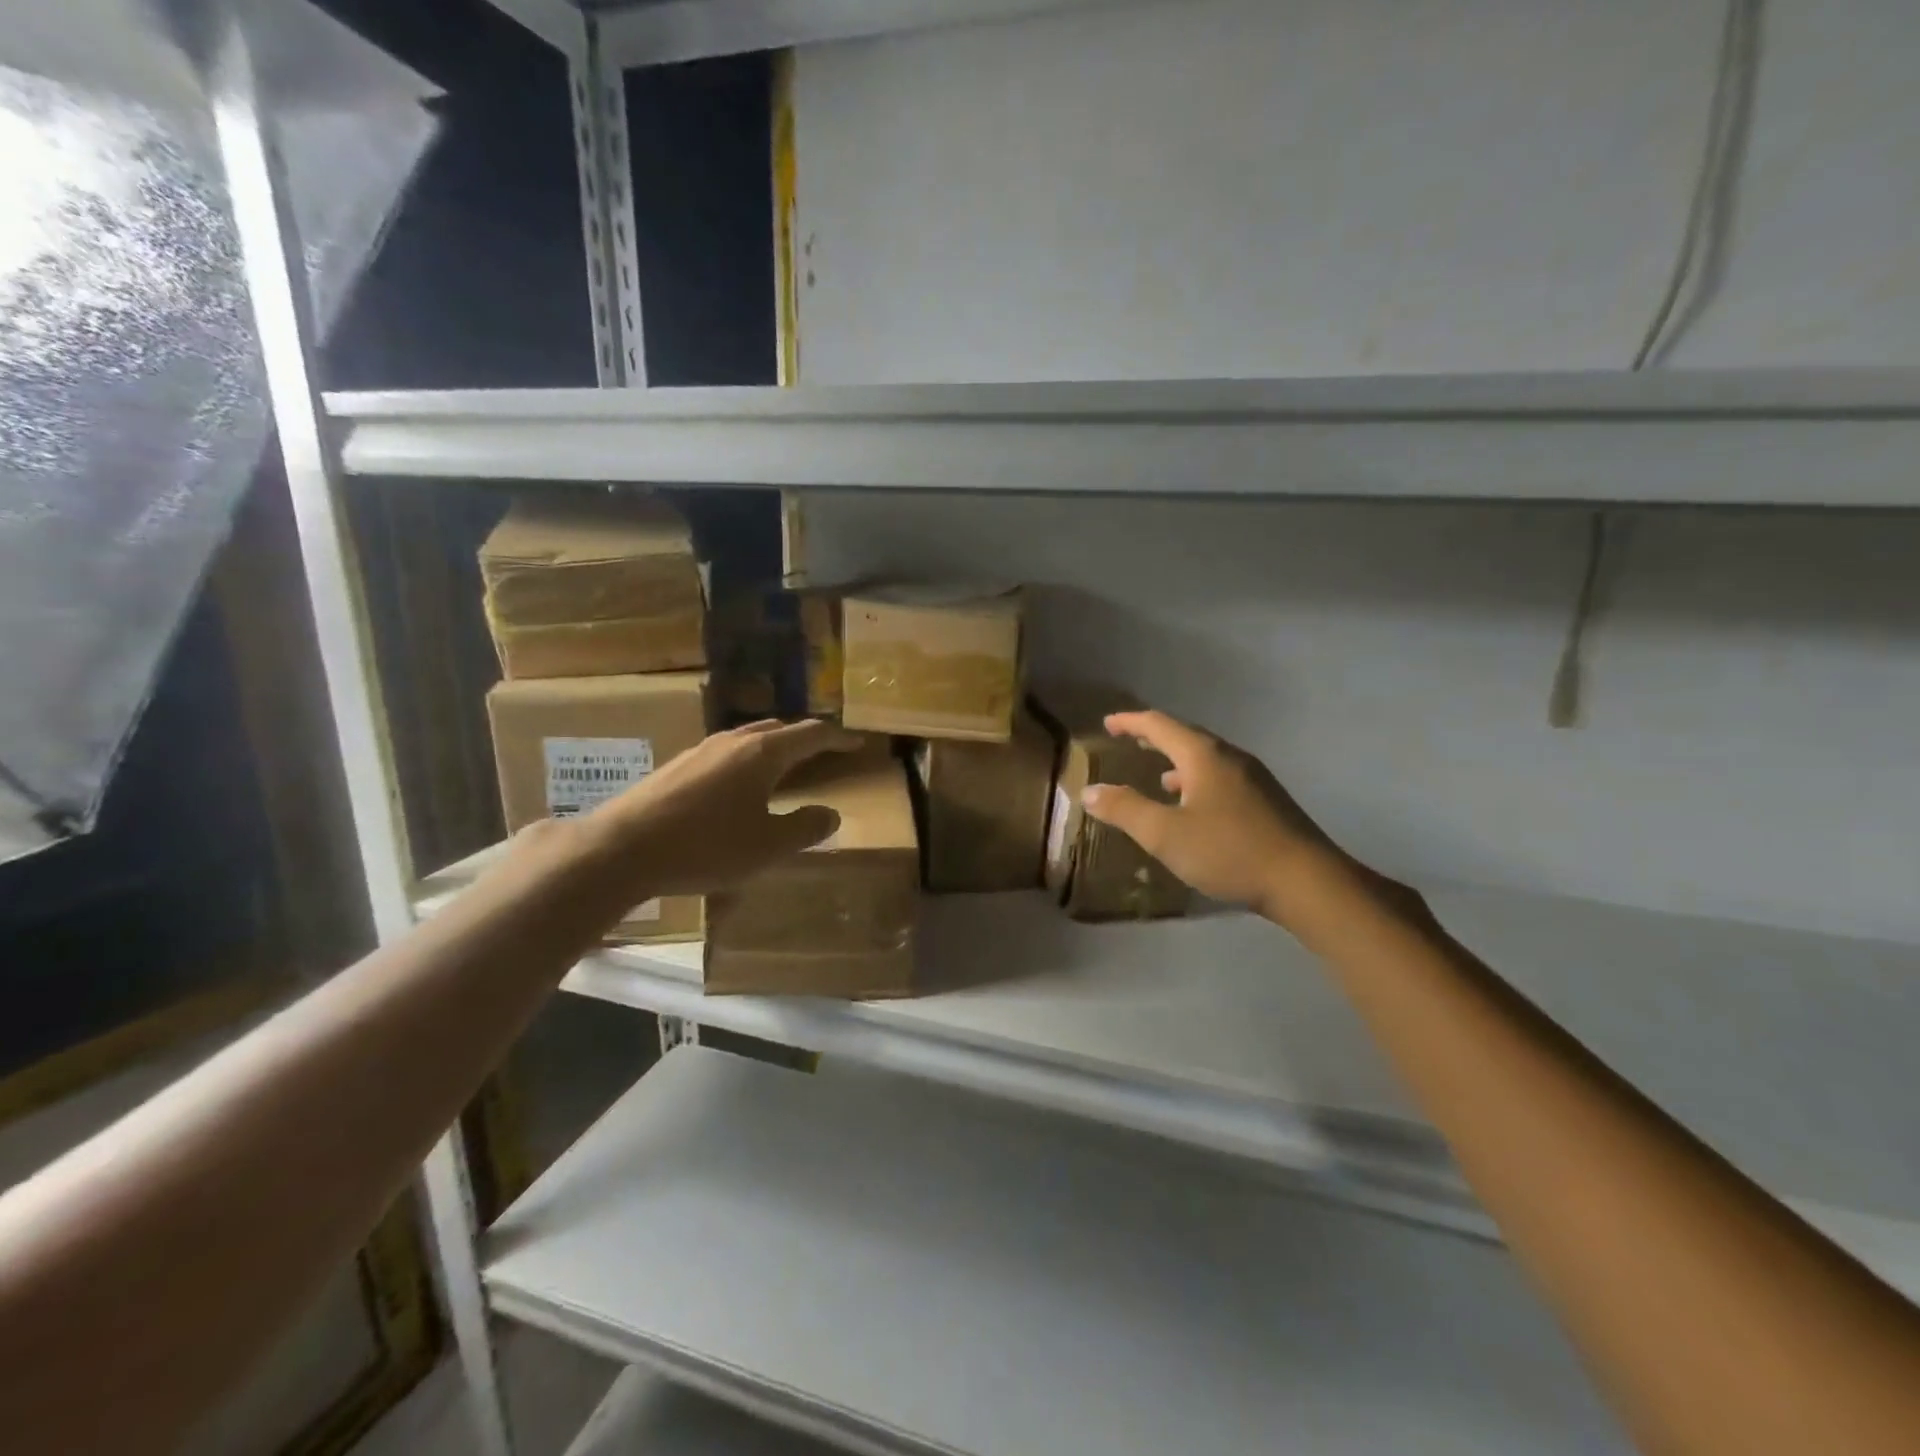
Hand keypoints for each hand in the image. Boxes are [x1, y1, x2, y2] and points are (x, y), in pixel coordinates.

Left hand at [584, 719, 864, 896]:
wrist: (621, 849)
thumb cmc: (705, 847)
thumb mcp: (767, 847)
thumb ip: (805, 828)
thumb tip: (832, 814)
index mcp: (763, 753)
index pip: (812, 734)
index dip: (839, 738)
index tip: (859, 743)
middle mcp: (734, 741)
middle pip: (780, 728)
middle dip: (807, 737)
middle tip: (826, 751)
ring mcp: (702, 750)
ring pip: (750, 737)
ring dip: (776, 745)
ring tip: (787, 764)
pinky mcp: (678, 765)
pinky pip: (727, 751)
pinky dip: (749, 758)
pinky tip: (740, 784)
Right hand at [1080, 709, 1412, 931]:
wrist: (1307, 882)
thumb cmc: (1229, 851)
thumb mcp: (1166, 834)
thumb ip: (1125, 810)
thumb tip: (1088, 791)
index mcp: (1203, 756)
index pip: (1159, 725)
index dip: (1131, 722)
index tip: (1108, 723)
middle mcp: (1229, 757)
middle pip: (1186, 736)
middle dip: (1155, 737)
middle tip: (1130, 740)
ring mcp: (1253, 778)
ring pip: (1206, 759)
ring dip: (1177, 761)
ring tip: (1157, 775)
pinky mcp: (1266, 801)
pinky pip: (1220, 778)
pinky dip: (1196, 781)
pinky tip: (1194, 807)